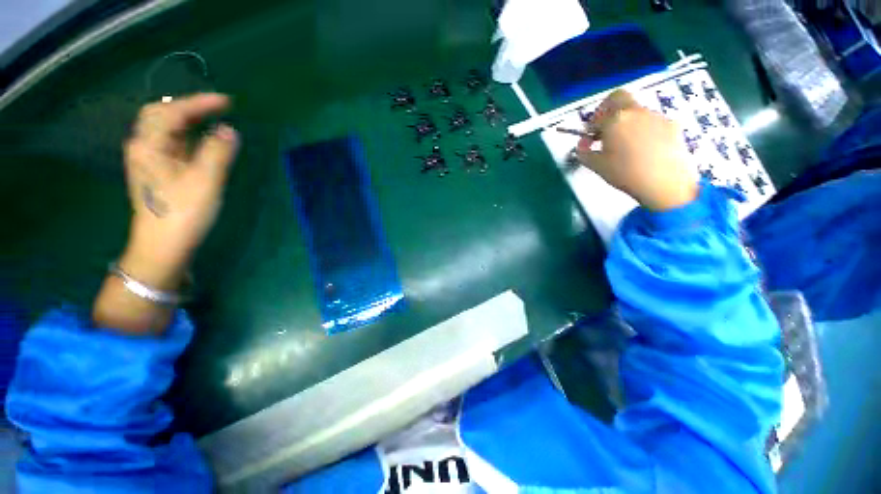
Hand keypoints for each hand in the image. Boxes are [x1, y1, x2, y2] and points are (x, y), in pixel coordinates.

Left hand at [121, 93, 238, 287]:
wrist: (163, 246)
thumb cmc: (183, 213)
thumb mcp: (205, 181)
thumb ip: (218, 152)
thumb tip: (229, 130)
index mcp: (150, 145)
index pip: (172, 111)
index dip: (199, 103)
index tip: (227, 102)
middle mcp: (144, 148)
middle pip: (162, 116)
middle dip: (189, 108)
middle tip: (217, 110)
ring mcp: (149, 161)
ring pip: (166, 131)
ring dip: (188, 122)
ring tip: (213, 122)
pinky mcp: (157, 174)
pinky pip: (171, 145)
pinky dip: (188, 138)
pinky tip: (201, 143)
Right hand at [576, 89, 697, 211]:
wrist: (665, 183)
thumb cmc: (625, 173)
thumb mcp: (596, 166)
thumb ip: (583, 152)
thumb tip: (582, 144)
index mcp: (615, 120)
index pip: (597, 116)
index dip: (590, 126)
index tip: (589, 137)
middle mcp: (636, 112)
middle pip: (619, 98)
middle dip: (607, 109)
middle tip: (605, 128)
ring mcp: (656, 116)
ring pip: (636, 111)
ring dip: (626, 121)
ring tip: (625, 144)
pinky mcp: (672, 124)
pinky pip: (651, 121)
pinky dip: (643, 129)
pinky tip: (643, 148)